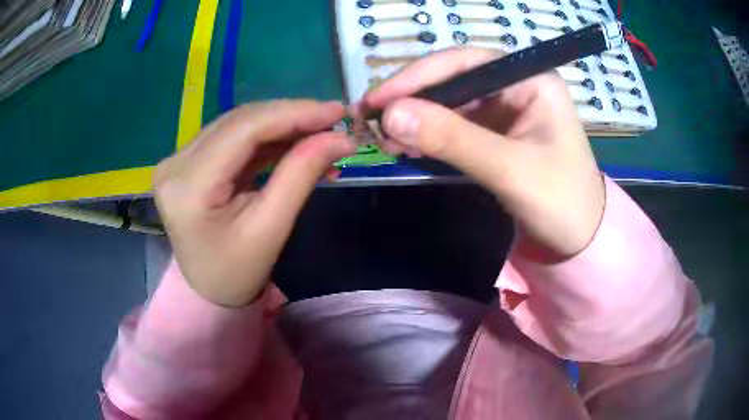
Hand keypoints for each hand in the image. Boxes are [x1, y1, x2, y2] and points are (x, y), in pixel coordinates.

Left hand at [153, 101, 355, 305]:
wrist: (208, 289)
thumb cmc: (237, 272)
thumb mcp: (271, 228)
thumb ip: (302, 175)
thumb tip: (341, 138)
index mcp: (188, 187)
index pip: (243, 130)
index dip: (293, 114)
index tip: (336, 111)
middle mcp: (176, 164)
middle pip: (239, 121)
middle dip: (291, 116)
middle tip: (333, 119)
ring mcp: (179, 159)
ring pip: (238, 124)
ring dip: (281, 125)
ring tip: (319, 132)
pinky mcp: (188, 160)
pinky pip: (232, 137)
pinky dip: (267, 137)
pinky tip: (294, 142)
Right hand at [362, 47, 604, 260]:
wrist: (579, 240)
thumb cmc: (561, 201)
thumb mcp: (510, 169)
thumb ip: (453, 139)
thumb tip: (390, 115)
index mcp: (531, 79)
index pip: (465, 62)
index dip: (418, 76)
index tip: (379, 98)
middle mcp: (516, 86)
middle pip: (453, 80)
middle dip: (412, 99)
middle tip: (371, 119)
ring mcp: (505, 109)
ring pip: (449, 103)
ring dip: (415, 118)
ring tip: (383, 137)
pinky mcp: (495, 133)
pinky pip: (454, 125)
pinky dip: (428, 135)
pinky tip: (406, 146)